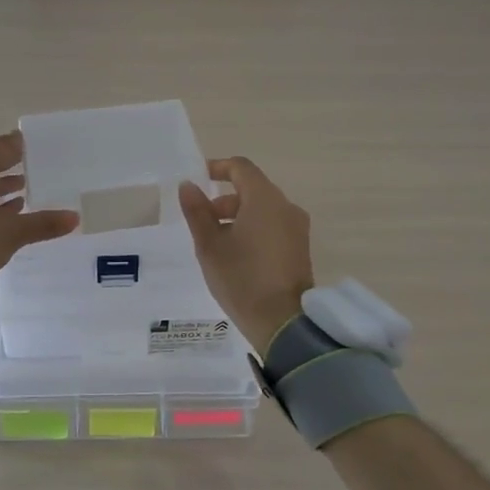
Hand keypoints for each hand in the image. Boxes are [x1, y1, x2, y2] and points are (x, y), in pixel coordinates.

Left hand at [0, 132, 77, 312]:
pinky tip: (12, 212)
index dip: (22, 146)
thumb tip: (75, 217)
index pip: (3, 146)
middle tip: (42, 168)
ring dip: (3, 186)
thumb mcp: (12, 232)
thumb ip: (44, 223)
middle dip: (15, 166)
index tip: (44, 146)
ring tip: (28, 188)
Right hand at [177, 156, 315, 351]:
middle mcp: (286, 207)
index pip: (241, 168)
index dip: (219, 168)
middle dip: (225, 199)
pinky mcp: (300, 247)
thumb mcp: (209, 246)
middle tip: (203, 220)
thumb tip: (188, 186)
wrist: (282, 321)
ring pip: (264, 209)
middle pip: (253, 189)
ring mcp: (297, 228)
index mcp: (264, 199)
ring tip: (218, 243)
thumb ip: (197, 212)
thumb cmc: (241, 279)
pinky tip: (238, 255)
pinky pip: (274, 226)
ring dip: (239, 216)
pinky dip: (255, 229)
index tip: (199, 179)